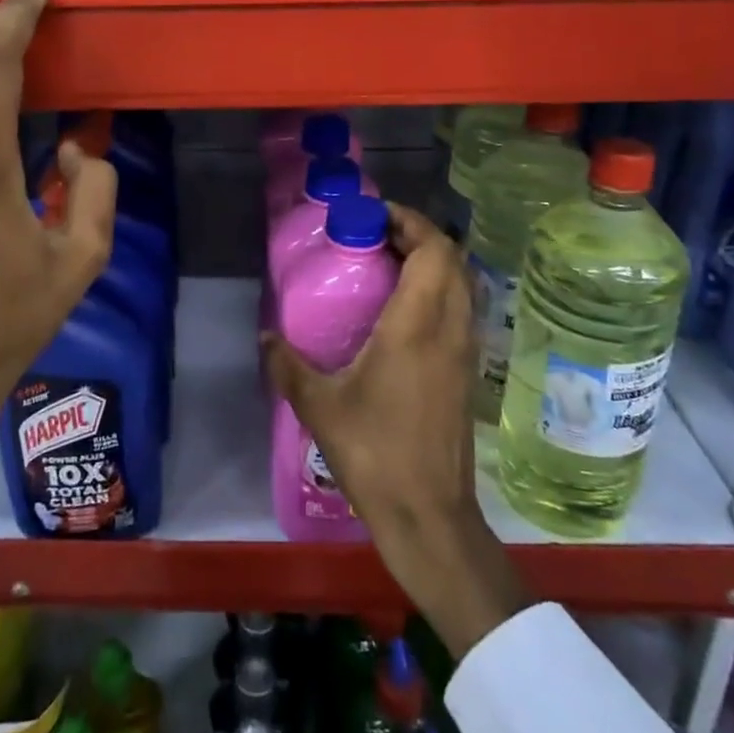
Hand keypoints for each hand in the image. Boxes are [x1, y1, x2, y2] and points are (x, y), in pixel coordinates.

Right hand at [262, 205, 526, 658]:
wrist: (429, 516)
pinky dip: (437, 292)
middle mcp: (450, 329)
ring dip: (431, 263)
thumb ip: (288, 364)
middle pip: (452, 259)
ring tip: (386, 266)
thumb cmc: (375, 453)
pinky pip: (460, 311)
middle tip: (375, 237)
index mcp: (418, 326)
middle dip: (418, 236)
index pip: (433, 250)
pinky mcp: (467, 373)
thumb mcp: (320, 406)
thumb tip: (266, 336)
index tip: (373, 216)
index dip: (409, 221)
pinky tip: (401, 312)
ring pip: (461, 284)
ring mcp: (465, 351)